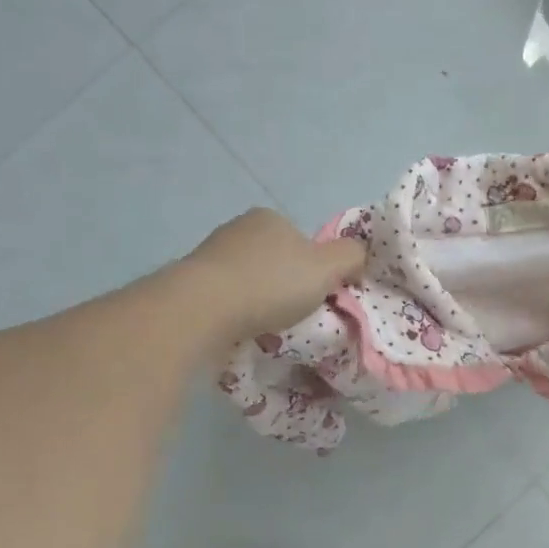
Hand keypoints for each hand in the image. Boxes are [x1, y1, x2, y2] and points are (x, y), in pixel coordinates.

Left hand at [180, 209, 365, 341]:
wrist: (202, 309)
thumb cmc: (270, 284)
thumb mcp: (327, 268)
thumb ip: (351, 256)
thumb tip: (358, 256)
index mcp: (270, 218)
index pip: (303, 240)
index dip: (316, 268)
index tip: (318, 295)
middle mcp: (237, 229)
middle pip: (275, 260)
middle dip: (286, 284)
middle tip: (296, 315)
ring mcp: (210, 255)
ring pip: (249, 280)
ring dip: (260, 300)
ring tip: (268, 327)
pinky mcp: (190, 282)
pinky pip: (226, 298)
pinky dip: (237, 312)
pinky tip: (242, 329)